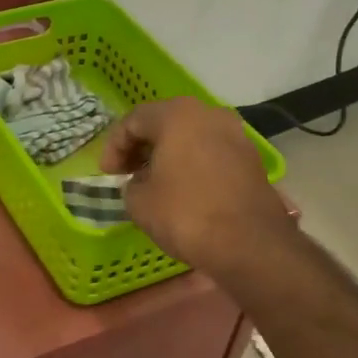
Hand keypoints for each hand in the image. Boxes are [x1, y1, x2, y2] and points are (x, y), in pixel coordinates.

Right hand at [101, 98, 292, 276]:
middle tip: (126, 174)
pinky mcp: (250, 159)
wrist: (249, 244)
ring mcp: (236, 135)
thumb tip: (141, 183)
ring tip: (153, 184)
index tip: (108, 174)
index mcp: (178, 115)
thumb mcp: (138, 202)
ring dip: (167, 156)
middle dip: (141, 147)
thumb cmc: (186, 214)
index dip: (114, 146)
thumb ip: (130, 184)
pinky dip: (191, 165)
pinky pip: (210, 153)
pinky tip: (182, 191)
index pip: (134, 120)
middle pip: (165, 123)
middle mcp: (210, 114)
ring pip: (190, 137)